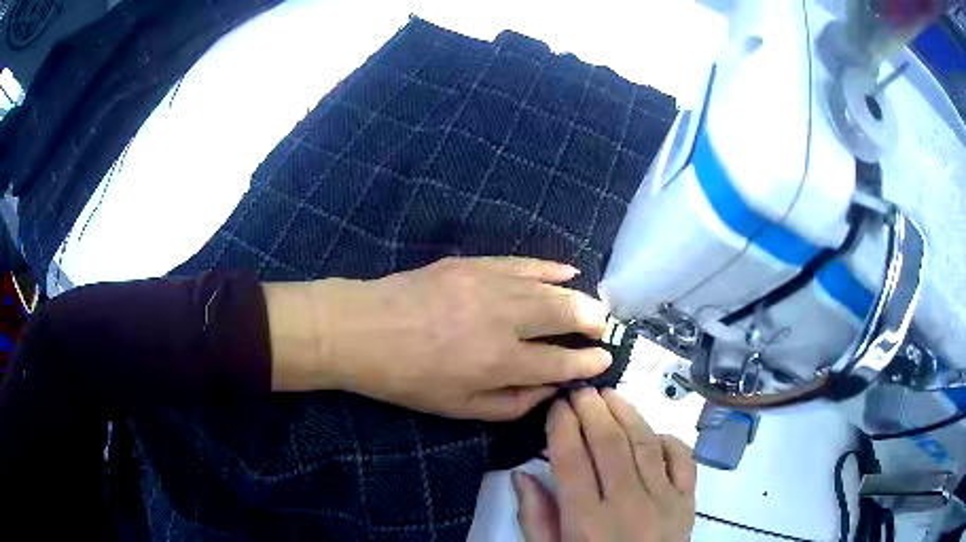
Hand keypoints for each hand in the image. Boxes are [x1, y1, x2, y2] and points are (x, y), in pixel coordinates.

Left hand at [266, 257, 611, 420]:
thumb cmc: (407, 379)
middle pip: (565, 314)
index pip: (560, 362)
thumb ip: (511, 404)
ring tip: (593, 307)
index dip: (587, 362)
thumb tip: (549, 389)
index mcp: (498, 363)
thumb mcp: (458, 409)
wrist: (361, 329)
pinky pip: (523, 262)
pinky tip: (568, 270)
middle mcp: (503, 320)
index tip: (605, 360)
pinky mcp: (474, 263)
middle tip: (603, 329)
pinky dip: (550, 267)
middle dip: (593, 322)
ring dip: (579, 297)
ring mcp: (489, 285)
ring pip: (551, 287)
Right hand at [513, 388, 695, 541]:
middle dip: (592, 410)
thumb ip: (536, 518)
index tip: (556, 406)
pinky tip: (651, 430)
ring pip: (645, 443)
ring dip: (626, 413)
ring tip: (610, 395)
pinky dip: (668, 439)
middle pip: (610, 444)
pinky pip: (683, 459)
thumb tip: (523, 474)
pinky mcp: (688, 501)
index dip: (562, 426)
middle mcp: (628, 505)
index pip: (572, 460)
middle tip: (580, 390)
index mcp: (587, 522)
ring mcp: (664, 501)